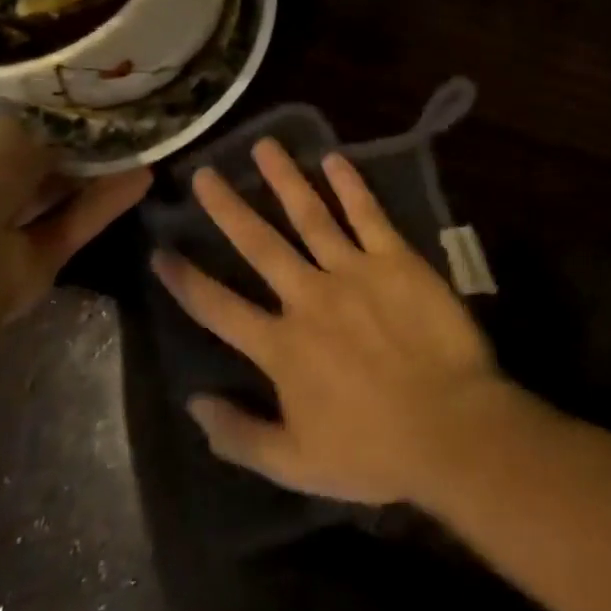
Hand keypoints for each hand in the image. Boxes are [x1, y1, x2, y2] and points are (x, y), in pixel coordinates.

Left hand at [0, 120, 150, 318]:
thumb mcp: (13, 134)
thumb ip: (49, 130)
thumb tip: (78, 128)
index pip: (8, 142)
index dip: (48, 129)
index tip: (89, 115)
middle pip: (38, 174)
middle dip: (78, 155)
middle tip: (123, 133)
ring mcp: (5, 237)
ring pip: (60, 200)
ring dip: (99, 178)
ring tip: (142, 151)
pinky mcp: (37, 263)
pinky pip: (74, 226)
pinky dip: (105, 204)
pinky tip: (142, 178)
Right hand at [152, 138, 510, 505]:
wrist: (450, 425)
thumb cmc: (374, 452)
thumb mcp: (295, 463)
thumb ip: (239, 435)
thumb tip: (193, 403)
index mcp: (281, 347)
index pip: (219, 308)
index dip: (186, 281)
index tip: (160, 252)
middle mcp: (309, 298)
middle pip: (259, 246)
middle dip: (227, 209)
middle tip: (204, 174)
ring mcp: (354, 272)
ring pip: (309, 216)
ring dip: (283, 180)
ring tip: (263, 147)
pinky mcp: (396, 259)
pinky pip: (368, 214)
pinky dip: (350, 185)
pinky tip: (333, 158)